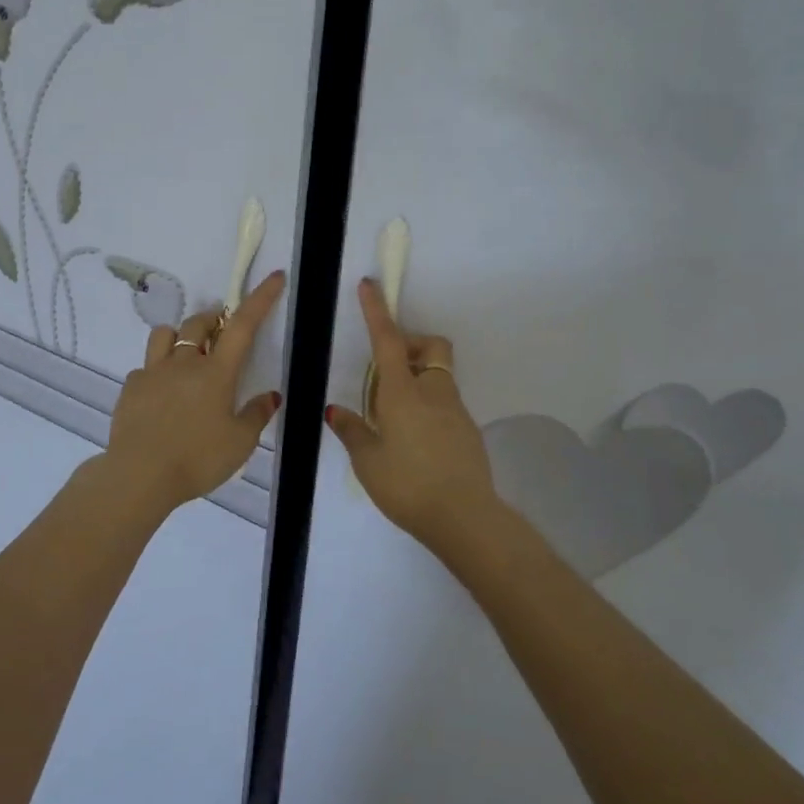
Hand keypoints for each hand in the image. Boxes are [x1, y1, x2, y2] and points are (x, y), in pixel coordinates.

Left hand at [104, 271, 285, 511]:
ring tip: (186, 354)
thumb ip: (256, 415)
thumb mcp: (239, 443)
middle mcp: (184, 363)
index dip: (260, 298)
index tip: (274, 277)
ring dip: (179, 336)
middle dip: (213, 319)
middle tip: (221, 332)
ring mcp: (153, 372)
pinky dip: (156, 371)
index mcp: (216, 372)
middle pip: (199, 323)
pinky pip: (144, 367)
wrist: (140, 475)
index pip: (243, 325)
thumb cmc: (197, 459)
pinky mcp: (131, 387)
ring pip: (165, 334)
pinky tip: (160, 394)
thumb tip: (271, 396)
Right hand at [325, 279, 498, 553]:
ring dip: (416, 378)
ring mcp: (455, 410)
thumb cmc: (408, 485)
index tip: (369, 285)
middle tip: (385, 373)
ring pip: (437, 375)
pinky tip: (413, 440)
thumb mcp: (368, 461)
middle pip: (429, 347)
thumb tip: (335, 410)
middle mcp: (433, 392)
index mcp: (403, 392)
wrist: (465, 517)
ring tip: (392, 417)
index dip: (377, 311)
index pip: (388, 340)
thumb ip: (352, 430)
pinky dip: (427, 404)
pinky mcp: (467, 430)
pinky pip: (444, 402)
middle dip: (410, 345)